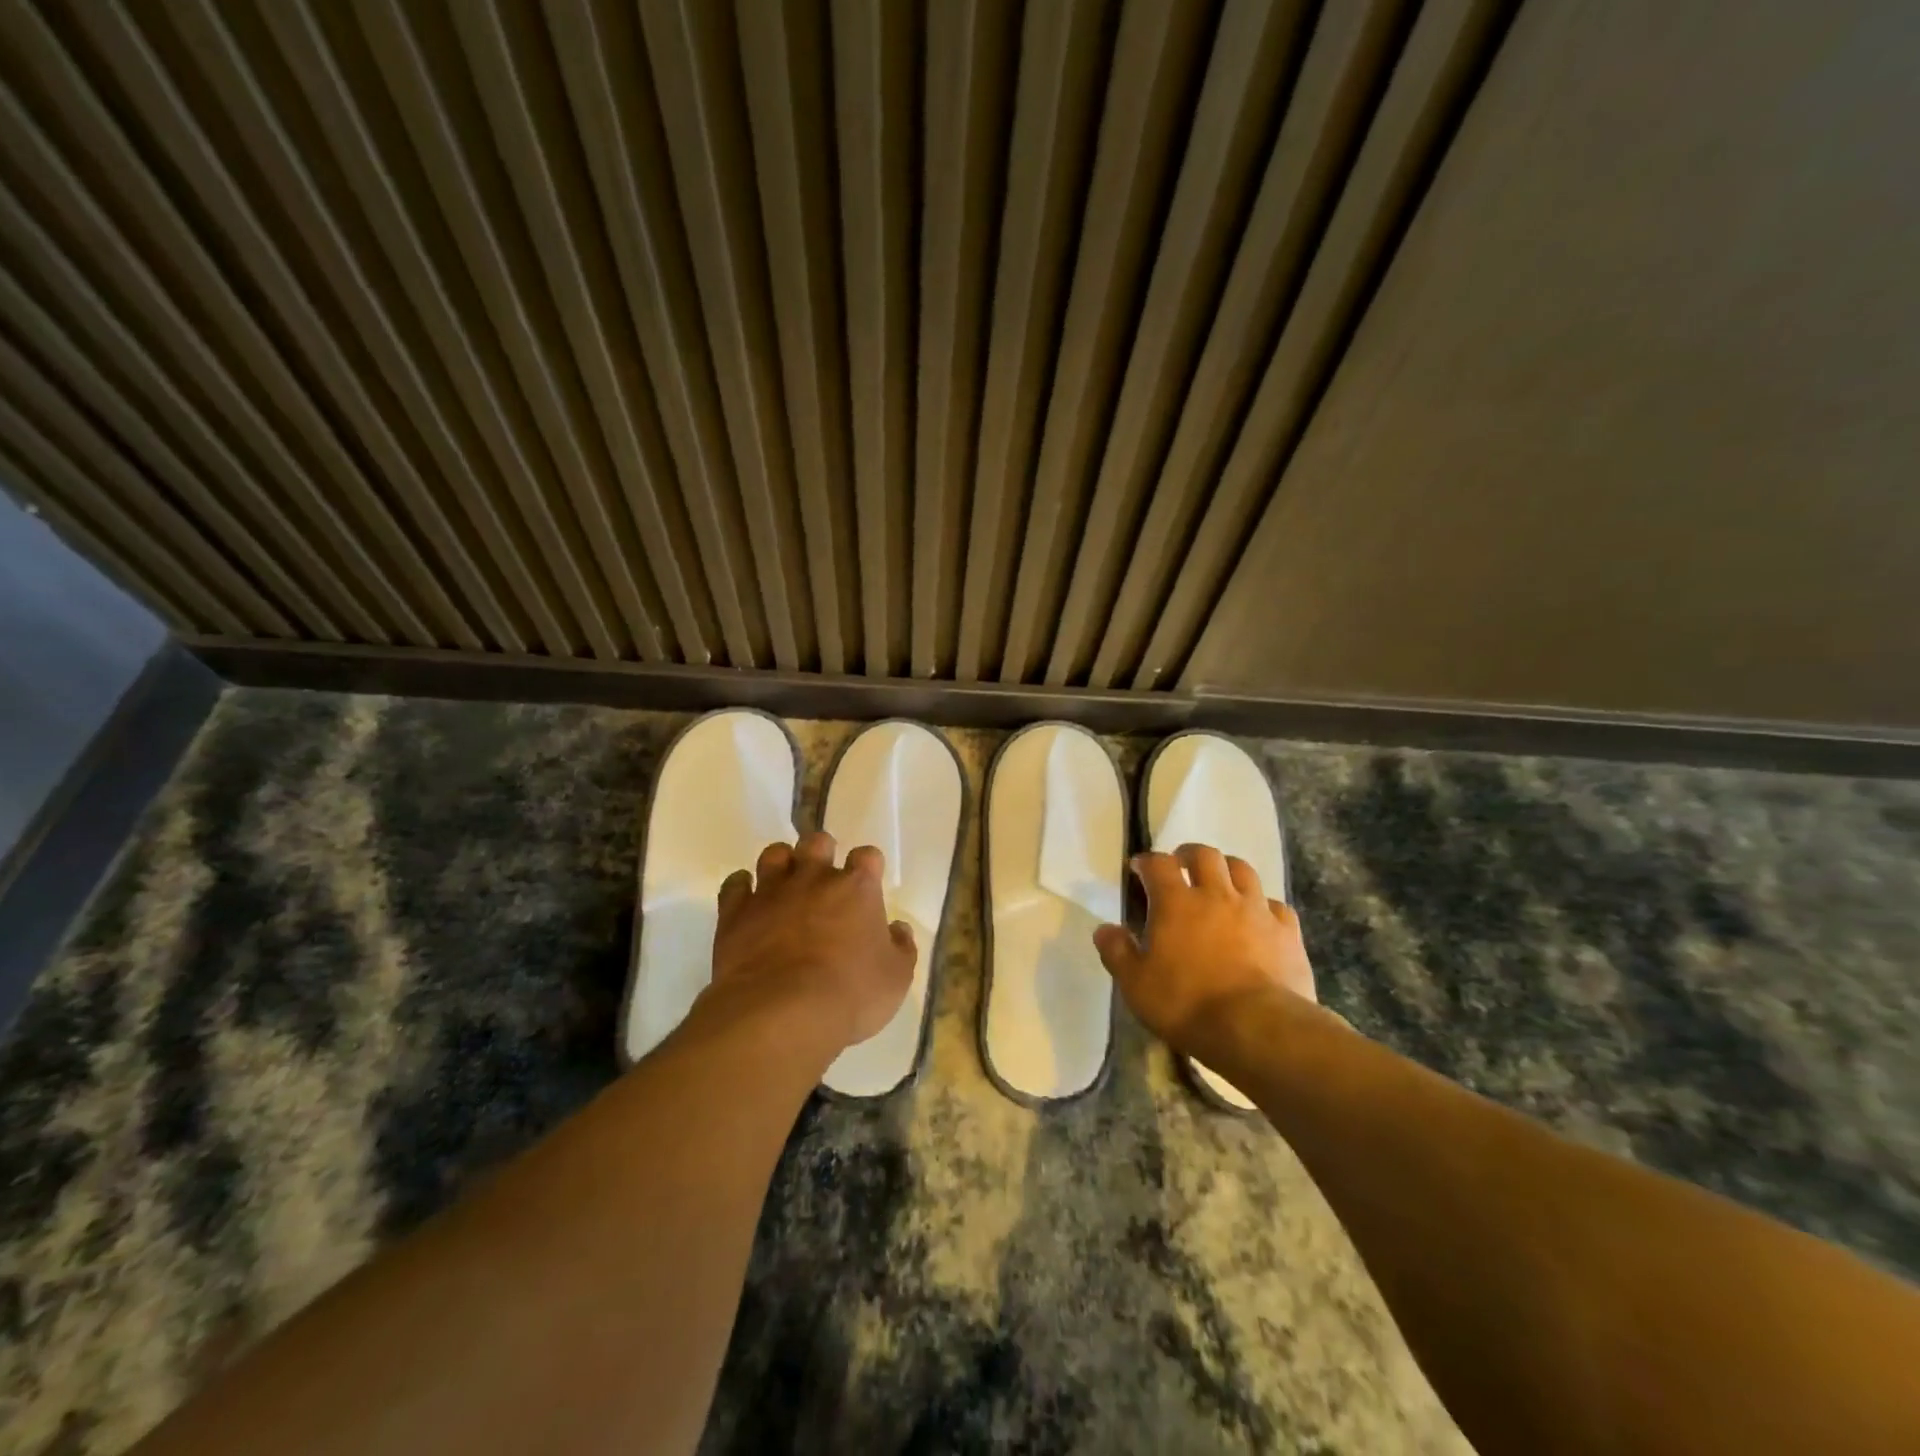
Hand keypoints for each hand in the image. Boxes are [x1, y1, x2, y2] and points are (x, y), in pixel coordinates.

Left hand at [701, 831, 915, 1052]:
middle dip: (821, 852)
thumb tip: (898, 929)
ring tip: (784, 883)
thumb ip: (901, 948)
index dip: (868, 866)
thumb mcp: (896, 978)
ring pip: (774, 854)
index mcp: (857, 888)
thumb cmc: (851, 994)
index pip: (867, 856)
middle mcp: (814, 878)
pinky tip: (747, 900)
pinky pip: (735, 884)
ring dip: (781, 863)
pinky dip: (741, 887)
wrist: (782, 1012)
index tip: (867, 882)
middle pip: (817, 842)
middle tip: (823, 878)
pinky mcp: (736, 912)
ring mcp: (772, 892)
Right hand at [1093, 844, 1315, 1053]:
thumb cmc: (1187, 1004)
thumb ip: (1117, 952)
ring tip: (1220, 883)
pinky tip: (1259, 918)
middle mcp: (1217, 895)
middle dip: (1189, 854)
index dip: (1147, 862)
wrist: (1258, 1028)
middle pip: (1205, 855)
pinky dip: (1263, 905)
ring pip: (1243, 870)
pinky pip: (1276, 905)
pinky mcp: (1287, 932)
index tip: (1139, 868)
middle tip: (1181, 866)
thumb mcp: (1136, 985)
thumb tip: (1104, 929)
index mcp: (1176, 903)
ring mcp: (1256, 910)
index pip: (1158, 864)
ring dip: (1227, 869)